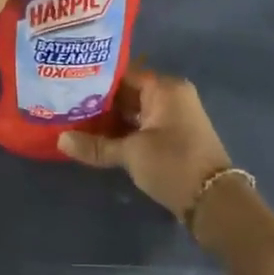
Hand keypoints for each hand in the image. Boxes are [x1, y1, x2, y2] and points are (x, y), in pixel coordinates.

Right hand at [58, 67, 232, 224]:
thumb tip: (60, 139)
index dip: (95, 78)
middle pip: (127, 92)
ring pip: (133, 111)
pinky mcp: (172, 137)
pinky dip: (122, 131)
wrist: (213, 201)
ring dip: (108, 119)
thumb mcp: (131, 153)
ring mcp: (173, 117)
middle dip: (98, 101)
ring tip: (74, 121)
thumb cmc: (173, 164)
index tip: (68, 83)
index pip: (123, 73)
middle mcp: (171, 96)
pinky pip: (141, 125)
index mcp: (165, 88)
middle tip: (65, 104)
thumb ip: (95, 145)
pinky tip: (96, 138)